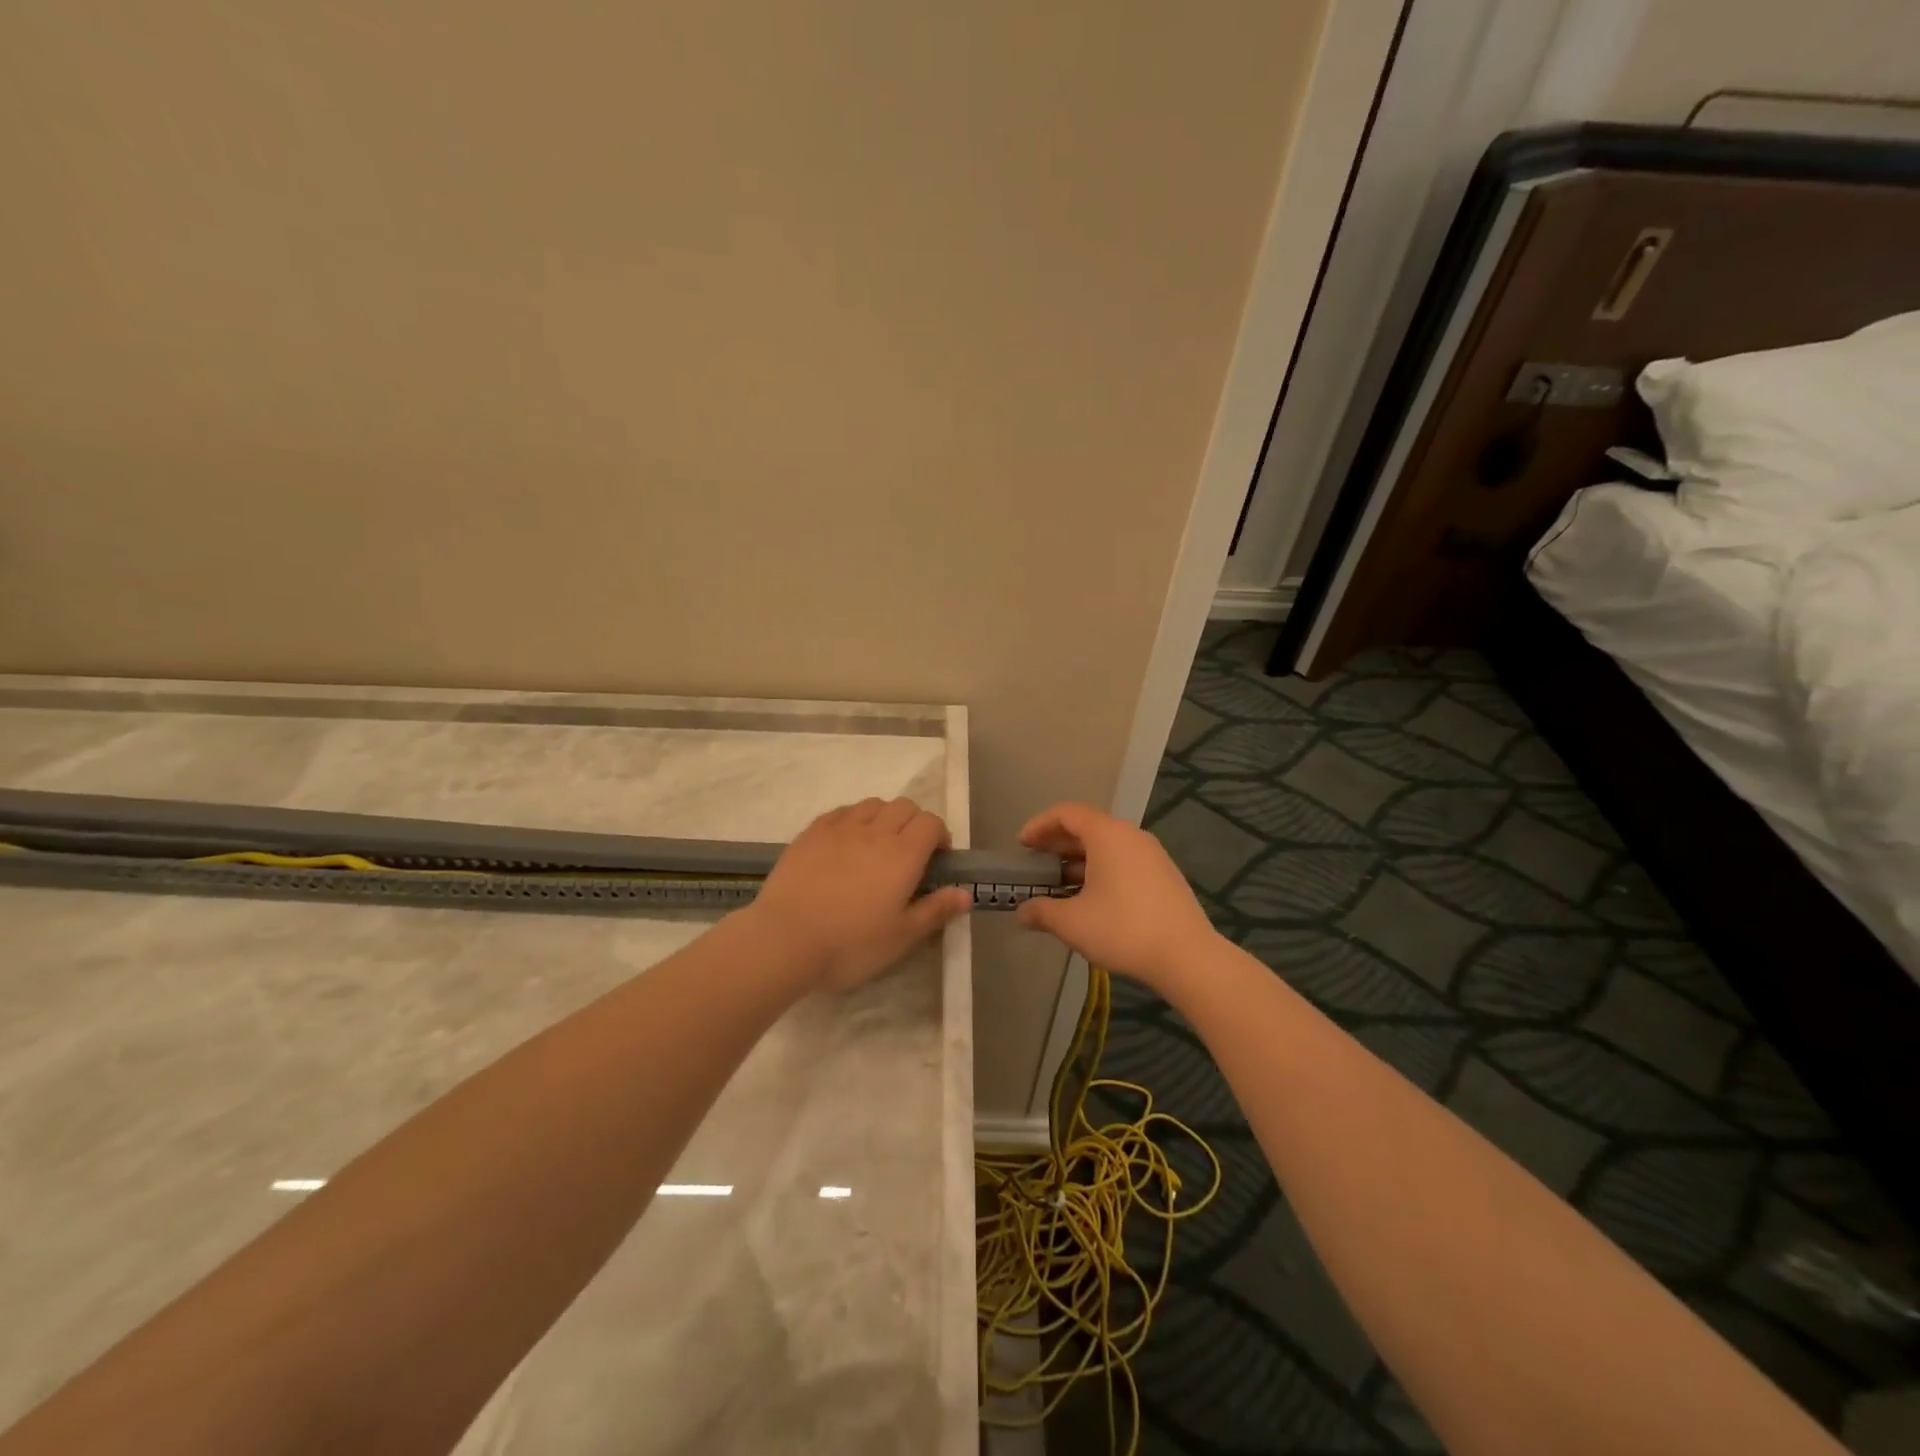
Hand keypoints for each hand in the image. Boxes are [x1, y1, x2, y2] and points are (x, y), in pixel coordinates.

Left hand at [748, 798, 971, 991]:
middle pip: (904, 806)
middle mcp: (875, 831)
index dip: (939, 835)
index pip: (931, 823)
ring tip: (877, 845)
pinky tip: (846, 842)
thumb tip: (965, 893)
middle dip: (914, 822)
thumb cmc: (851, 944)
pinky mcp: (811, 833)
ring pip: (872, 804)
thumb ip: (935, 910)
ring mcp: (840, 828)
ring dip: (884, 817)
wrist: (785, 939)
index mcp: (903, 854)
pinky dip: (853, 819)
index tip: (937, 858)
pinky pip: (841, 812)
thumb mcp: (901, 937)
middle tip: (910, 853)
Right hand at [1014, 801, 1218, 992]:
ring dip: (1078, 861)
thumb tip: (1022, 913)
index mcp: (1107, 835)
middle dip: (1057, 845)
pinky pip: (1123, 861)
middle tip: (1036, 865)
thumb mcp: (1072, 923)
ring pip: (1106, 847)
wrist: (1187, 956)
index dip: (1039, 825)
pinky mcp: (1164, 875)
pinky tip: (1090, 900)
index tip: (1022, 845)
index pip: (1066, 813)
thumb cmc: (1123, 929)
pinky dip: (1100, 871)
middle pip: (1087, 827)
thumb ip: (1042, 912)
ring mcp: (1152, 854)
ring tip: (1059, 887)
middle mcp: (1131, 835)